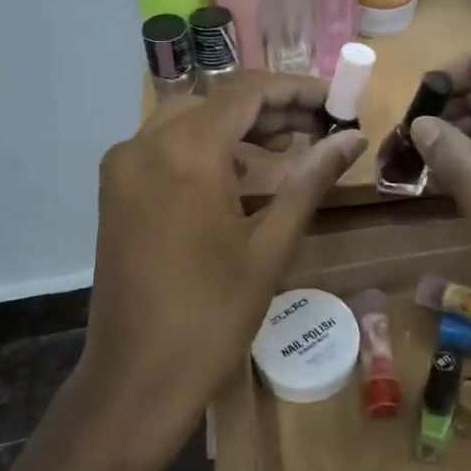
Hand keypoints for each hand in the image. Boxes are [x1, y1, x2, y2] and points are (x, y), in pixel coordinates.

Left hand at [0, 76, 361, 470]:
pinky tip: (245, 173)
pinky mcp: (116, 191)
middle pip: (216, 100)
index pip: (246, 92)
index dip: (295, 89)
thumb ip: (310, 181)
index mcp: (185, 153)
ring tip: (291, 146)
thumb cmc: (212, 317)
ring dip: (238, 126)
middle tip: (319, 126)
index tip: (335, 100)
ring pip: (188, 120)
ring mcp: (123, 167)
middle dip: (270, 108)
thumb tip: (354, 138)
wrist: (136, 380)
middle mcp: (145, 145)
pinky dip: (207, 148)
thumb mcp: (270, 247)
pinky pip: (166, 147)